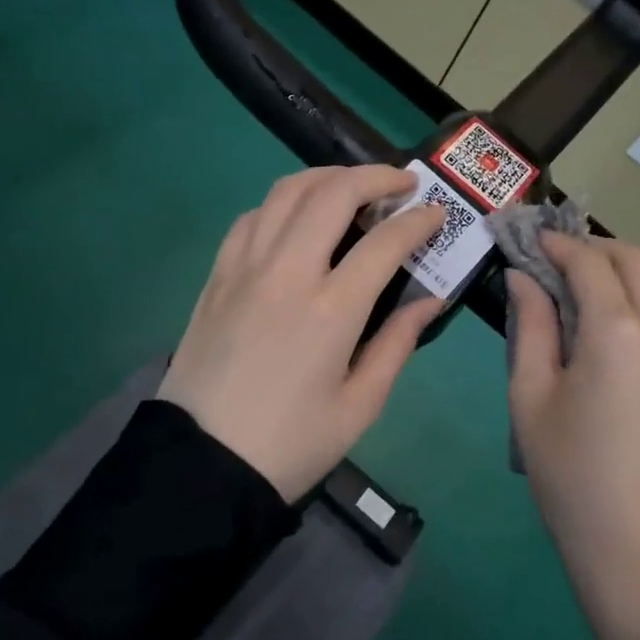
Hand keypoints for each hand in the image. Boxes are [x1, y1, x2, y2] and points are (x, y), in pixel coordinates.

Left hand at [158, 165, 445, 500]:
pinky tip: (298, 217)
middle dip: (376, 176)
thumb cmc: (291, 443)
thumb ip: (398, 343)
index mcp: (331, 310)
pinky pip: (251, 217)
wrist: (202, 463)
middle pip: (333, 193)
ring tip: (353, 187)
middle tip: (402, 182)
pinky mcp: (217, 275)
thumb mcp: (360, 405)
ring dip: (327, 177)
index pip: (385, 241)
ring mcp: (245, 268)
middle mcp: (287, 273)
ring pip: (287, 192)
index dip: (419, 220)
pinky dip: (283, 202)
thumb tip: (429, 299)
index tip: (437, 214)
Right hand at [507, 235, 639, 639]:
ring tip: (577, 293)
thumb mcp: (530, 397)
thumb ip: (531, 325)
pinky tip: (608, 330)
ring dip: (618, 274)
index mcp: (619, 332)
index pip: (588, 262)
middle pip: (636, 259)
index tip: (531, 239)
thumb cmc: (569, 475)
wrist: (639, 547)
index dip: (557, 244)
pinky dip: (637, 303)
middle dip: (594, 248)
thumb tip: (523, 277)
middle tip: (555, 260)